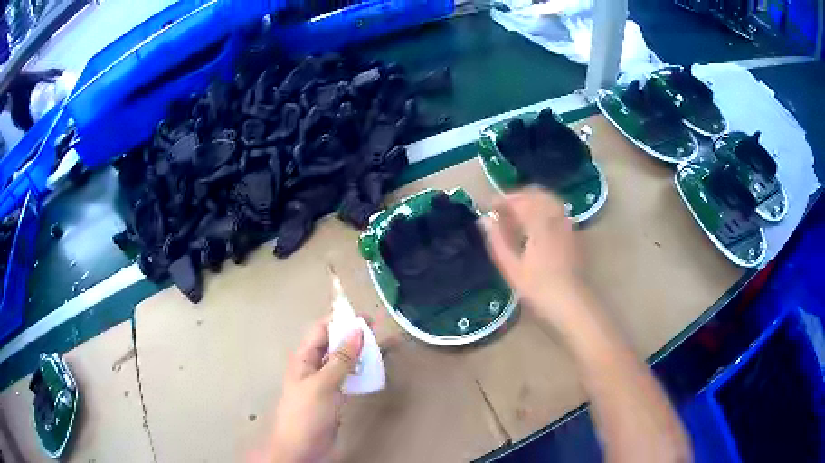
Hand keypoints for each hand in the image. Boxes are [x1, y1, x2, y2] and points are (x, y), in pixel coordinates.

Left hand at [266, 316, 363, 462]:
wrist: (301, 447)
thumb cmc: (307, 413)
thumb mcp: (323, 384)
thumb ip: (341, 359)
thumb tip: (357, 330)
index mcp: (304, 358)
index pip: (321, 330)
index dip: (340, 320)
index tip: (366, 318)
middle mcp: (313, 366)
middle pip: (332, 343)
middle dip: (352, 335)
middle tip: (377, 332)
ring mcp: (324, 382)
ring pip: (342, 360)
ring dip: (358, 353)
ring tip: (379, 349)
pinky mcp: (333, 396)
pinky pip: (347, 377)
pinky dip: (359, 371)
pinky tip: (372, 371)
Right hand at [482, 187, 582, 325]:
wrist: (571, 302)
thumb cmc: (538, 288)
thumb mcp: (511, 268)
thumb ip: (497, 240)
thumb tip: (484, 220)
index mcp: (540, 223)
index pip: (519, 200)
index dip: (502, 200)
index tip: (489, 206)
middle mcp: (556, 217)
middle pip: (536, 194)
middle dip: (517, 197)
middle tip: (502, 208)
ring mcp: (567, 224)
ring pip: (549, 199)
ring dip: (531, 200)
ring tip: (517, 214)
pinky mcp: (573, 233)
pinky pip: (557, 210)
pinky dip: (544, 208)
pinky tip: (536, 224)